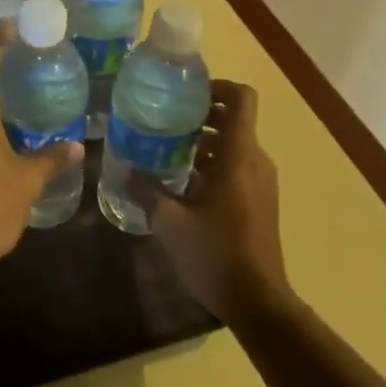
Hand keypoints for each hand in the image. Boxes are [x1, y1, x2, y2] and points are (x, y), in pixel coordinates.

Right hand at [132, 80, 289, 321]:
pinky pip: (237, 167)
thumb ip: (146, 191)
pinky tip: (182, 184)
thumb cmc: (214, 253)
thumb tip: (124, 170)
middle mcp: (255, 161)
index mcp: (238, 155)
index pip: (241, 98)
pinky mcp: (260, 201)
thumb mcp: (170, 222)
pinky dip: (212, 164)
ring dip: (204, 142)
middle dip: (201, 115)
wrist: (257, 300)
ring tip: (166, 151)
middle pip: (234, 119)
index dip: (217, 87)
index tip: (186, 93)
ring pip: (234, 145)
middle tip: (165, 120)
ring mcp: (261, 182)